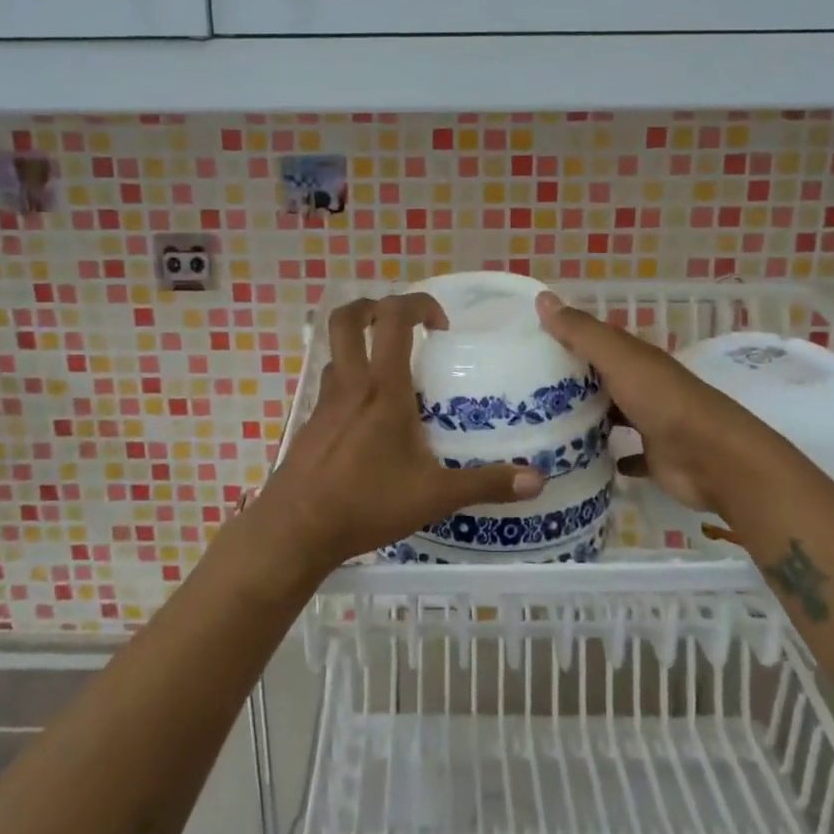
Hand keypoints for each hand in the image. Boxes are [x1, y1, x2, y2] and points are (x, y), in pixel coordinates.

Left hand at [259, 293, 545, 573]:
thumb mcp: (433, 496)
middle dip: (375, 307)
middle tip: (405, 326)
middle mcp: (350, 384)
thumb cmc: (365, 503)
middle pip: (347, 318)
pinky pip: (331, 384)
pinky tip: (371, 418)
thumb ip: (485, 484)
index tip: (441, 325)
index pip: (393, 318)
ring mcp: (324, 402)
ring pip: (336, 351)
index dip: (418, 304)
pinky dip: (352, 381)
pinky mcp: (311, 423)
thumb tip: (538, 480)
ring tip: (393, 372)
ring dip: (362, 345)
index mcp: (382, 389)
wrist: (295, 530)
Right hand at [534, 290, 755, 518]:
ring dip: (588, 417)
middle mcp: (643, 386)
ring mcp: (651, 422)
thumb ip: (581, 332)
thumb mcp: (618, 358)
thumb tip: (542, 297)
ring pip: (613, 414)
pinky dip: (610, 454)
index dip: (565, 339)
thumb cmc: (663, 401)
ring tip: (544, 425)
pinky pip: (628, 454)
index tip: (527, 346)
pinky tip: (583, 458)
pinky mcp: (655, 457)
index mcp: (636, 359)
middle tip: (524, 391)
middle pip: (602, 379)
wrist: (714, 458)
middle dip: (570, 381)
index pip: (595, 342)